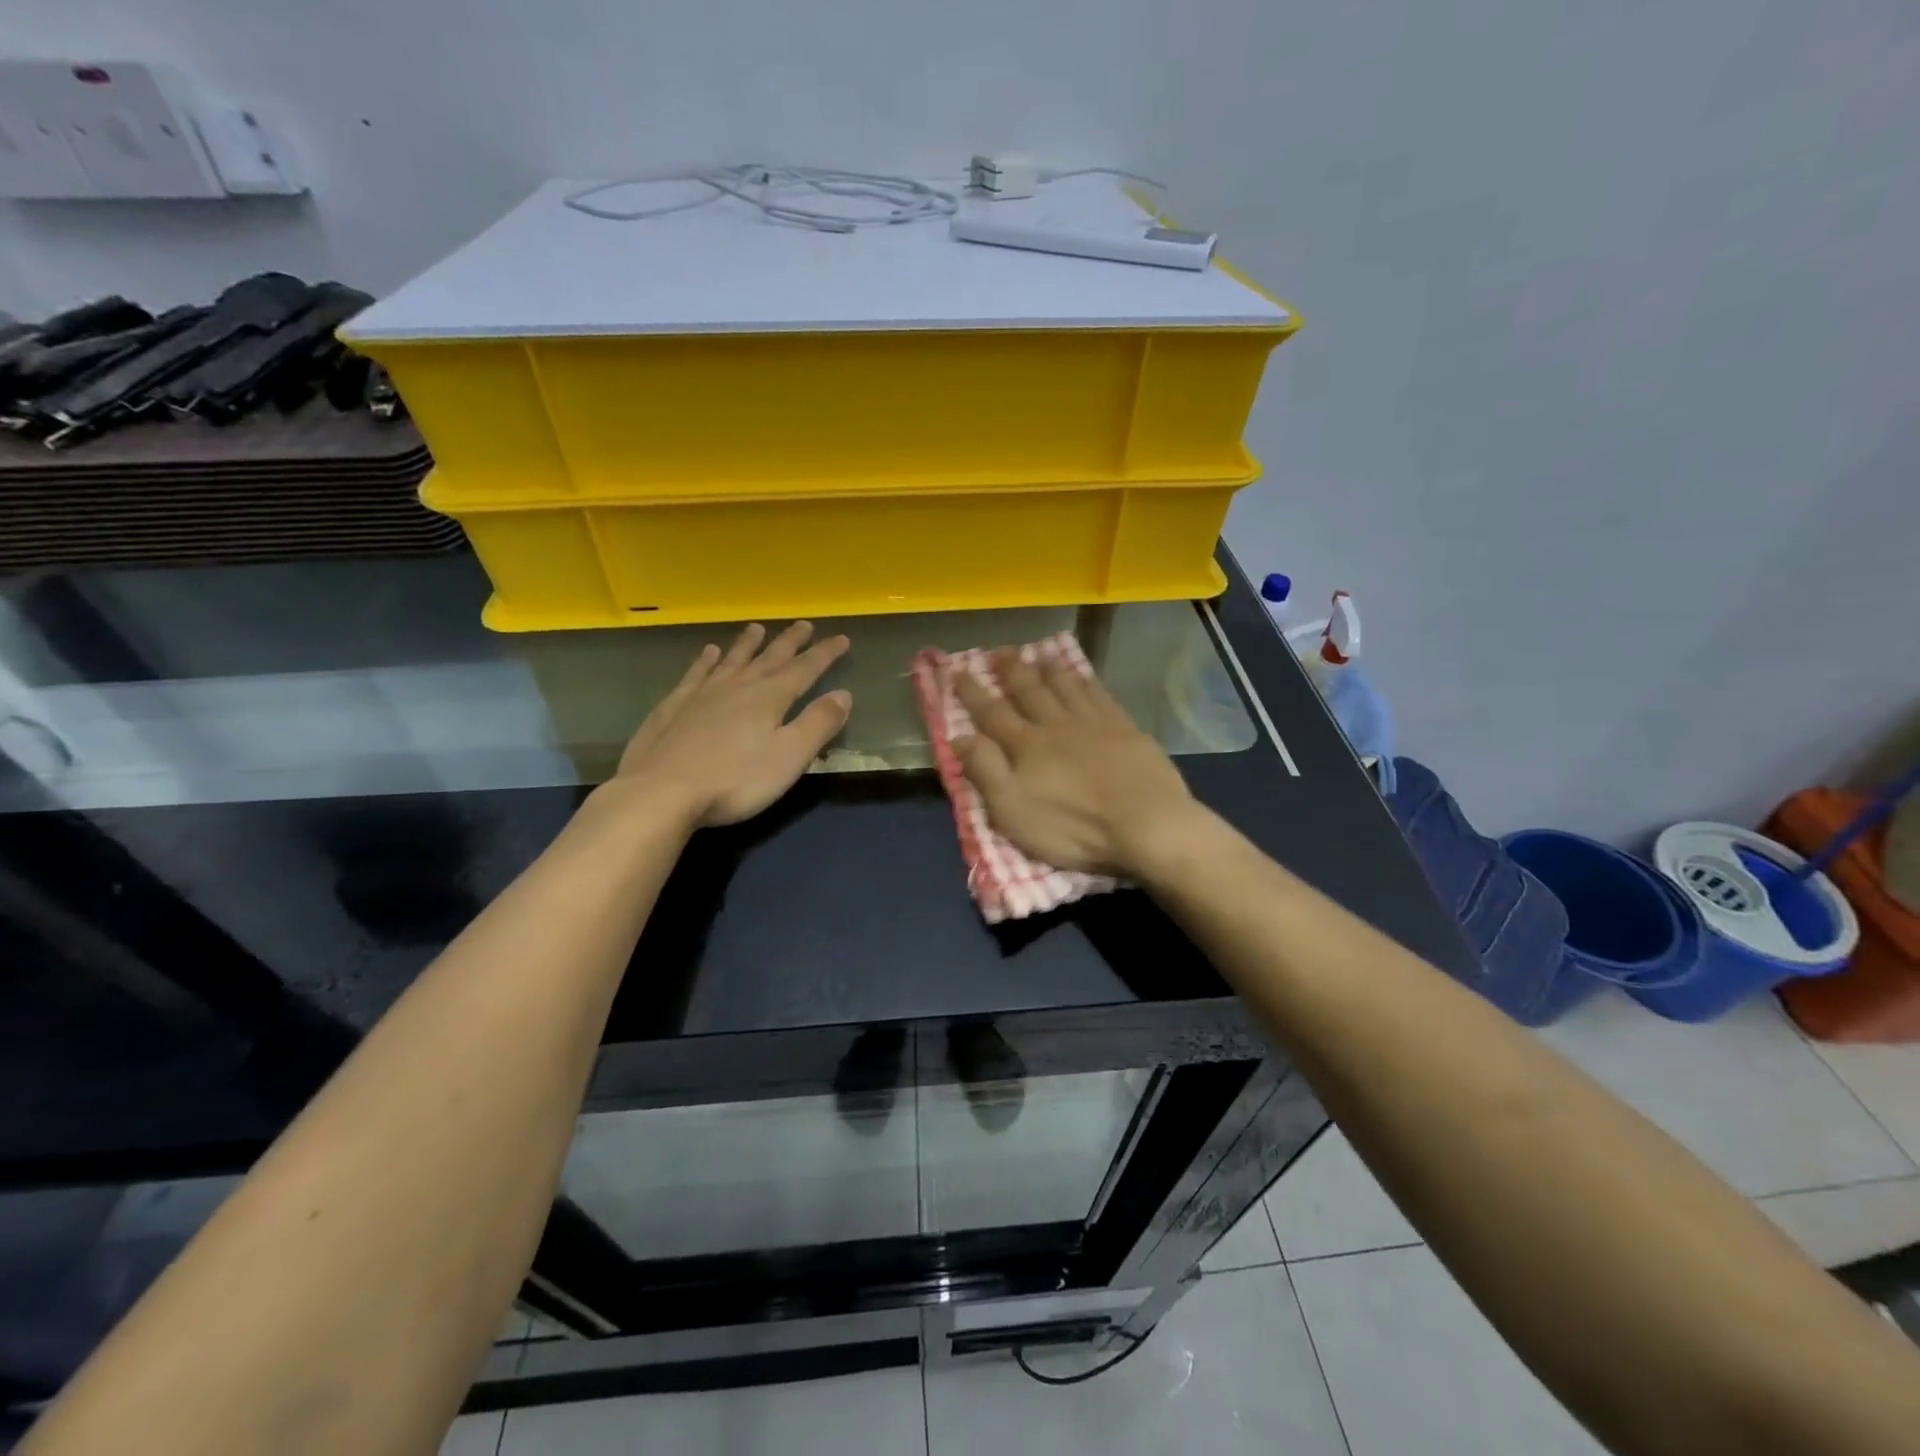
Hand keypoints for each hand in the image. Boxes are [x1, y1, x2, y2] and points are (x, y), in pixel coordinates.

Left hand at [613, 622, 851, 829]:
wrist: (661, 792)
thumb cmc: (735, 780)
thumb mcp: (789, 757)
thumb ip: (818, 724)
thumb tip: (844, 694)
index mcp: (769, 698)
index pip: (805, 669)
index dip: (825, 654)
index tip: (842, 638)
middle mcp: (738, 687)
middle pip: (769, 658)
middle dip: (790, 642)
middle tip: (804, 624)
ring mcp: (702, 695)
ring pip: (731, 661)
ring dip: (747, 645)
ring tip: (757, 628)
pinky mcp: (673, 708)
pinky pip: (695, 675)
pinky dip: (705, 661)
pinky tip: (707, 653)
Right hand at [952, 650, 1202, 877]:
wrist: (1145, 823)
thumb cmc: (1073, 827)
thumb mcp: (1013, 811)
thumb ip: (985, 771)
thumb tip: (959, 736)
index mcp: (1026, 746)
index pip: (991, 713)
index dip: (972, 692)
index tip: (956, 671)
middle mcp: (1056, 724)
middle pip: (1029, 689)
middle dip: (1010, 670)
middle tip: (998, 651)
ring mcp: (1093, 722)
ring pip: (1064, 685)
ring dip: (1047, 668)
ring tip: (1037, 654)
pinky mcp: (1124, 727)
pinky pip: (1098, 693)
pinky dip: (1085, 680)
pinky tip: (1081, 674)